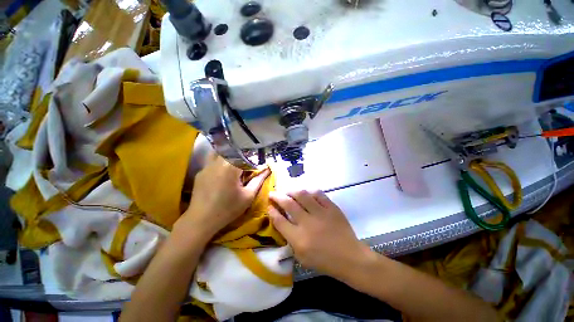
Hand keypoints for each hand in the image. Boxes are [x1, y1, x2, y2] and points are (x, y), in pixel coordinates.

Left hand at [176, 155, 269, 241]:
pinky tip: (224, 171)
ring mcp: (207, 166)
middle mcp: (217, 162)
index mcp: (230, 167)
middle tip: (248, 164)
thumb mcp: (248, 196)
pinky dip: (221, 161)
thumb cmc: (228, 209)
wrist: (201, 220)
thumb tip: (268, 169)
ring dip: (230, 155)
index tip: (259, 165)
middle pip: (232, 150)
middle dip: (243, 155)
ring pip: (221, 152)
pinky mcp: (201, 171)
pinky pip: (213, 160)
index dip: (254, 158)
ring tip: (236, 164)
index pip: (246, 155)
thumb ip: (259, 180)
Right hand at [268, 190, 369, 278]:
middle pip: (288, 204)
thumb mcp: (301, 257)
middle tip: (273, 193)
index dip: (272, 211)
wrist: (349, 257)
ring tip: (288, 191)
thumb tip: (282, 222)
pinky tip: (306, 192)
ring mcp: (321, 213)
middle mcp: (307, 223)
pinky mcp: (332, 207)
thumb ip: (290, 239)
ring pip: (302, 195)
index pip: (280, 221)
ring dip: (292, 191)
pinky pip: (318, 194)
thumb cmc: (324, 261)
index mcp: (299, 239)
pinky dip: (309, 191)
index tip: (269, 206)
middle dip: (277, 196)